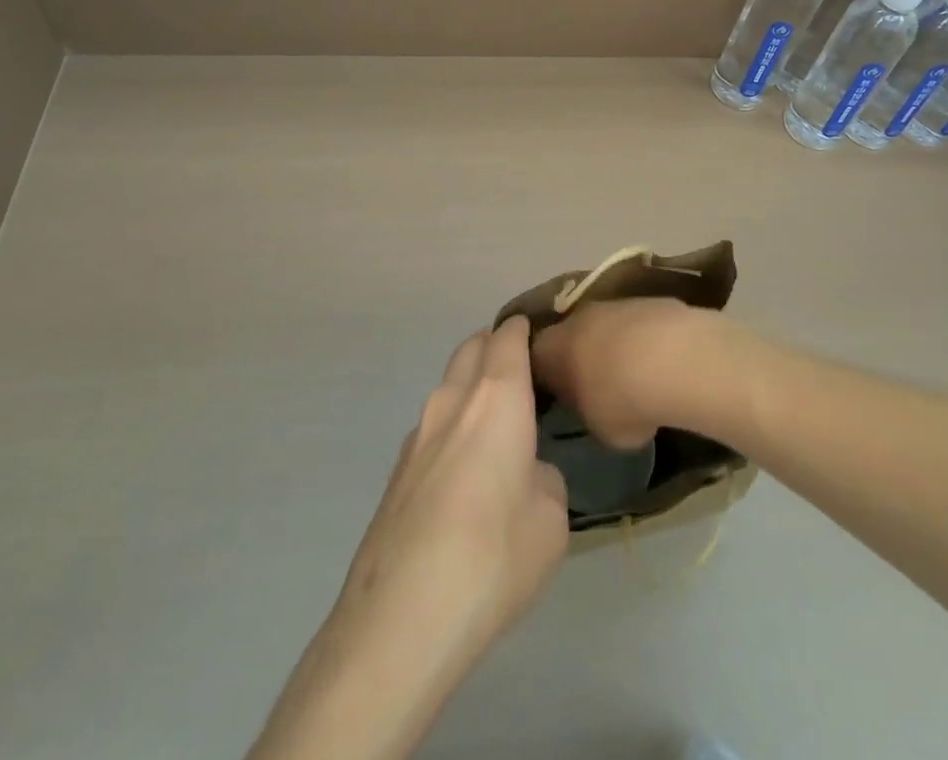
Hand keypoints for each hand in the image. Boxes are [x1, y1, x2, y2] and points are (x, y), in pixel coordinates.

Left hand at [334, 315, 568, 663]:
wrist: (400, 618)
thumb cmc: (493, 557)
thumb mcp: (551, 521)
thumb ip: (544, 479)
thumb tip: (526, 473)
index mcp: (496, 399)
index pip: (507, 338)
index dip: (524, 329)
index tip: (540, 333)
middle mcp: (452, 401)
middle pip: (471, 348)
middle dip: (494, 347)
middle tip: (520, 371)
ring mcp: (417, 434)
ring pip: (447, 386)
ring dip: (469, 387)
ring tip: (494, 422)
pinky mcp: (396, 471)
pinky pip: (432, 426)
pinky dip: (451, 426)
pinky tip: (463, 471)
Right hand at [531, 297, 707, 449]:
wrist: (670, 357)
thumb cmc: (619, 400)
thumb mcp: (597, 428)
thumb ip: (588, 413)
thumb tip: (595, 408)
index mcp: (550, 349)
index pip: (534, 360)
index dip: (545, 378)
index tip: (556, 395)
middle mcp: (574, 318)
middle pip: (570, 336)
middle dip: (580, 356)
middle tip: (593, 384)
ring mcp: (612, 304)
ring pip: (604, 326)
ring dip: (613, 346)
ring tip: (632, 374)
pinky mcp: (646, 300)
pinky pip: (635, 324)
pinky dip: (642, 340)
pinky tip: (659, 363)